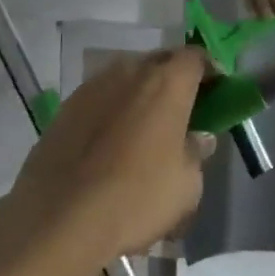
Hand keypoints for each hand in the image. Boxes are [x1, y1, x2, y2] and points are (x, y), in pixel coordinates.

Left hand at [10, 49, 215, 261]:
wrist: (58, 218)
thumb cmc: (136, 197)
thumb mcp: (186, 184)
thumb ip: (196, 152)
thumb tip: (196, 137)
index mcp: (167, 82)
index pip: (196, 57)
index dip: (210, 71)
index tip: (217, 91)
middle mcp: (130, 71)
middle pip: (160, 63)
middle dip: (175, 80)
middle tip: (183, 111)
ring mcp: (93, 86)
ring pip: (127, 79)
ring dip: (140, 94)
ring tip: (144, 129)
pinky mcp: (65, 107)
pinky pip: (101, 99)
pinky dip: (112, 111)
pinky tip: (111, 143)